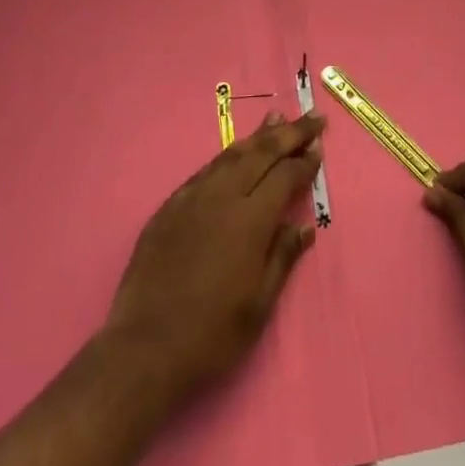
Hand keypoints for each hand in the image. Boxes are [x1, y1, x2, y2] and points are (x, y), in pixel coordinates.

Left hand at [104, 111, 325, 408]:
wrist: (145, 347)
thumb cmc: (212, 334)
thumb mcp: (259, 305)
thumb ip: (282, 258)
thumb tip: (304, 226)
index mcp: (250, 220)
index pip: (285, 176)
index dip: (304, 161)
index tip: (320, 148)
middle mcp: (223, 197)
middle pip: (261, 153)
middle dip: (290, 133)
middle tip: (312, 118)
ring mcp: (192, 197)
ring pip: (231, 155)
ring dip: (257, 136)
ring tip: (276, 118)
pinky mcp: (170, 206)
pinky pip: (205, 171)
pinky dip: (227, 157)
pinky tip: (233, 155)